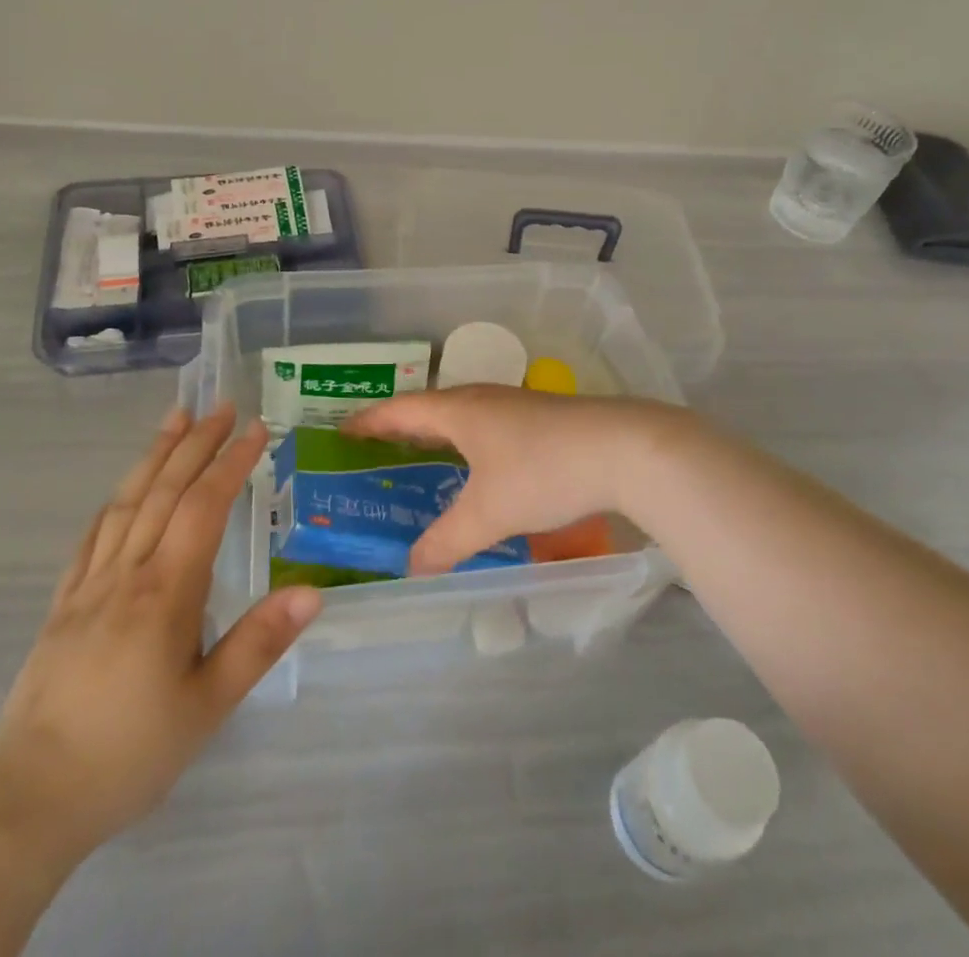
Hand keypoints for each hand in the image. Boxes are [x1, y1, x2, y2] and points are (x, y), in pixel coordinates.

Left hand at [0, 406, 320, 863]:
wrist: (27, 799)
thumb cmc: (129, 752)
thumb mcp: (207, 705)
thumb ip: (259, 643)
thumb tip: (313, 591)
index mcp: (165, 592)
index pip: (203, 507)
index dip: (230, 462)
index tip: (256, 429)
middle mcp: (126, 573)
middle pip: (163, 490)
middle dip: (196, 443)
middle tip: (221, 404)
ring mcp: (89, 585)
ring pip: (126, 502)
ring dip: (153, 455)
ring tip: (175, 418)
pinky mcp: (63, 604)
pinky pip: (92, 537)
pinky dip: (114, 501)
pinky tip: (122, 490)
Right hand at [344, 386, 703, 574]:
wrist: (625, 449)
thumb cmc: (544, 471)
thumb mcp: (489, 514)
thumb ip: (446, 543)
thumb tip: (411, 569)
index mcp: (460, 410)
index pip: (401, 410)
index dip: (370, 421)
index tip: (342, 431)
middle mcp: (484, 399)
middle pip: (431, 409)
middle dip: (402, 428)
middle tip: (376, 450)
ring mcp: (517, 406)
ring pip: (464, 417)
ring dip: (439, 435)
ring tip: (423, 460)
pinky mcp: (543, 419)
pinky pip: (489, 427)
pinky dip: (470, 444)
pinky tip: (481, 469)